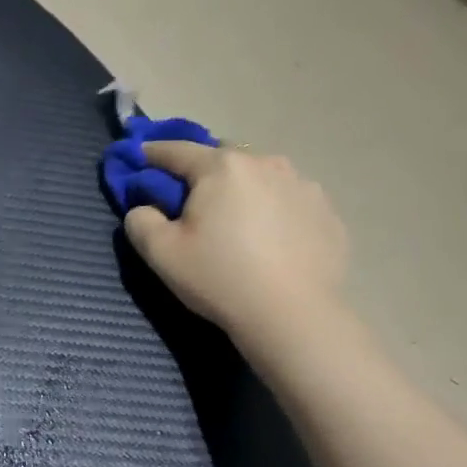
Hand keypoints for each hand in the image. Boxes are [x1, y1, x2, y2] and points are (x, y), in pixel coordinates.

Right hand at [122, 142, 348, 341]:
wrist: (293, 316)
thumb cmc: (220, 278)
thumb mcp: (160, 253)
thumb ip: (140, 220)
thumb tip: (145, 208)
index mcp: (221, 168)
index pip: (176, 150)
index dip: (152, 153)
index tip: (139, 158)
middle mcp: (265, 163)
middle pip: (223, 157)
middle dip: (203, 171)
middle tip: (193, 202)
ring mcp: (303, 185)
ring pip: (261, 176)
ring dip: (243, 188)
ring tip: (237, 221)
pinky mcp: (327, 212)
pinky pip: (289, 199)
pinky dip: (274, 209)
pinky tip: (271, 240)